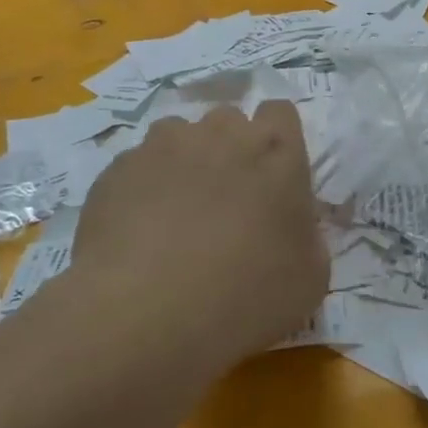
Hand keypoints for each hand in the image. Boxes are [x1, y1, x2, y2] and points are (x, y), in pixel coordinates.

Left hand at [72, 101, 328, 369]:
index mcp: (277, 153)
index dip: (278, 139)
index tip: (272, 177)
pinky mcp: (118, 168)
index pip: (280, 113)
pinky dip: (144, 187)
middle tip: (228, 200)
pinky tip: (140, 231)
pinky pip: (138, 165)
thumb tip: (293, 226)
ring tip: (177, 213)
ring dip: (186, 161)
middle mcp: (222, 135)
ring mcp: (164, 146)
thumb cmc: (245, 296)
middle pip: (230, 120)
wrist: (145, 314)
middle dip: (231, 149)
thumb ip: (307, 236)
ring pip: (180, 136)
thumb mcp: (309, 279)